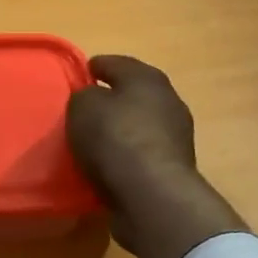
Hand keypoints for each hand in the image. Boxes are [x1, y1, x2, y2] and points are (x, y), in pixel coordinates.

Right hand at [68, 55, 246, 257]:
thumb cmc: (115, 137)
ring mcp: (176, 136)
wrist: (151, 193)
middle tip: (86, 109)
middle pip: (134, 93)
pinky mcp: (174, 167)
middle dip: (112, 99)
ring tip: (95, 141)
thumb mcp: (82, 106)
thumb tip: (93, 101)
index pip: (116, 64)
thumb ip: (84, 96)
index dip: (96, 66)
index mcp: (147, 77)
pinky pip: (142, 153)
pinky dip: (127, 156)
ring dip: (122, 130)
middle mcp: (168, 100)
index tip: (81, 73)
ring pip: (140, 124)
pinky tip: (108, 165)